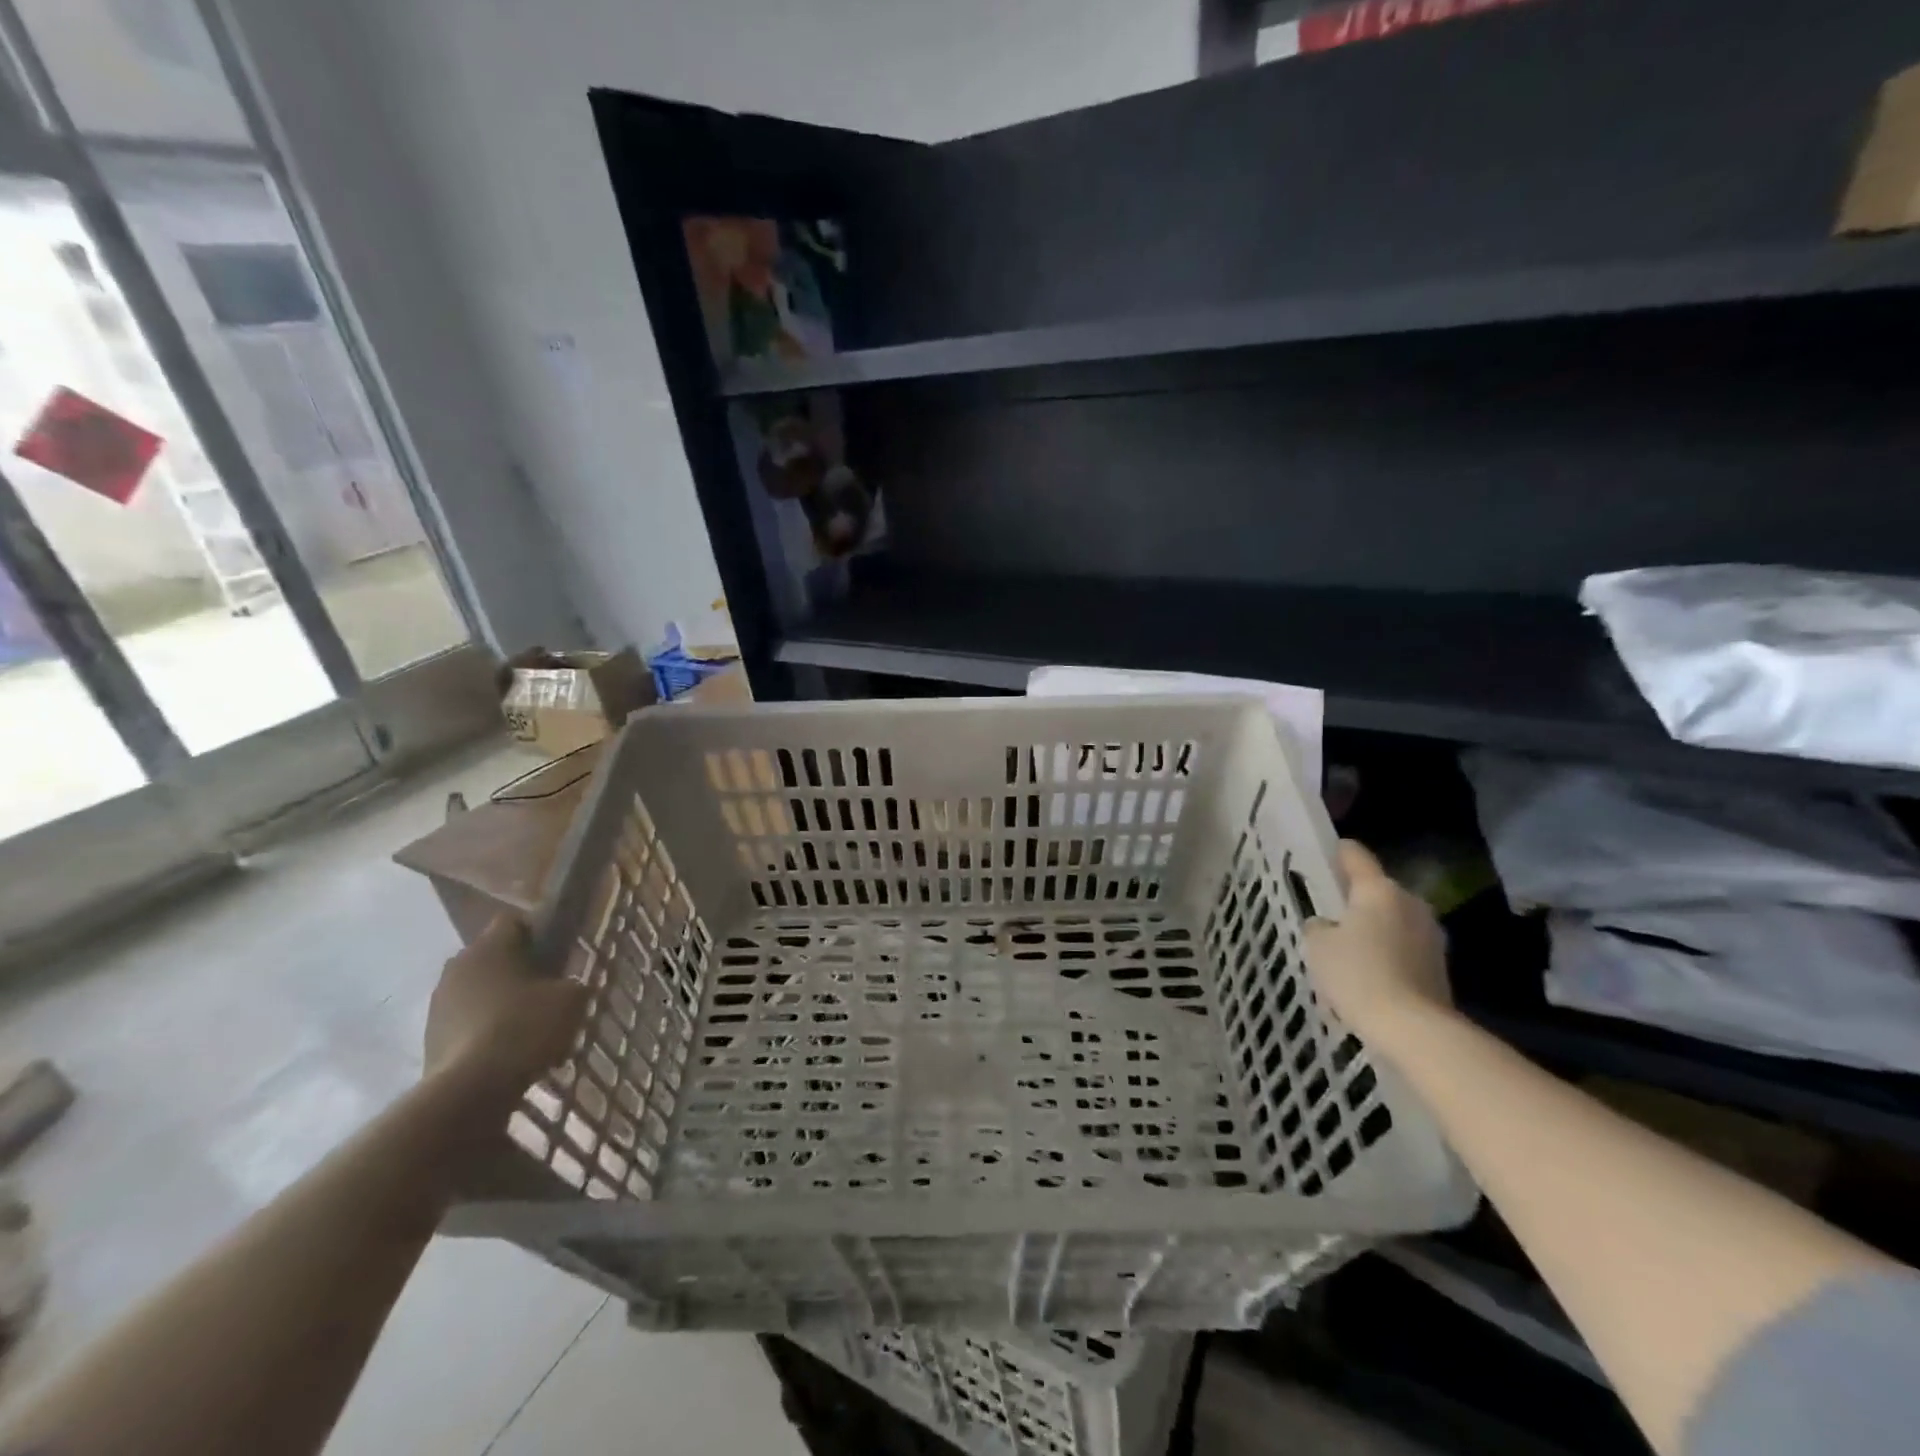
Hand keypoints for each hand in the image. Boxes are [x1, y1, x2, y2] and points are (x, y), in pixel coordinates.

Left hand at [424, 916, 589, 1104]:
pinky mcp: (429, 1037)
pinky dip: (484, 1028)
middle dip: (518, 969)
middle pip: (493, 956)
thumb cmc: (526, 1028)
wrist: (470, 1090)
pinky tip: (507, 1051)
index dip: (539, 933)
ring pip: (478, 990)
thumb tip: (566, 985)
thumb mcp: (572, 998)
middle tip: (546, 992)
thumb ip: (573, 982)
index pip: (513, 921)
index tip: (558, 956)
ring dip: (499, 1001)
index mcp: (490, 946)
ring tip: (527, 1028)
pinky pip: (465, 1020)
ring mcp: (438, 1003)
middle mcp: (457, 966)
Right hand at [1304, 841, 1454, 1054]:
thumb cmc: (1358, 975)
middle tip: (1328, 915)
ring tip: (1347, 952)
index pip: (1355, 855)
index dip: (1336, 852)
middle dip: (1354, 900)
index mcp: (1378, 889)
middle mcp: (1409, 902)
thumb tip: (1327, 925)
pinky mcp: (1439, 964)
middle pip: (1376, 890)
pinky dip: (1387, 953)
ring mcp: (1430, 933)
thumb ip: (1318, 927)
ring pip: (1392, 920)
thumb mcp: (1318, 947)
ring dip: (1372, 929)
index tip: (1321, 856)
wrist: (1413, 1028)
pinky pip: (1404, 947)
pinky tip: (1368, 976)